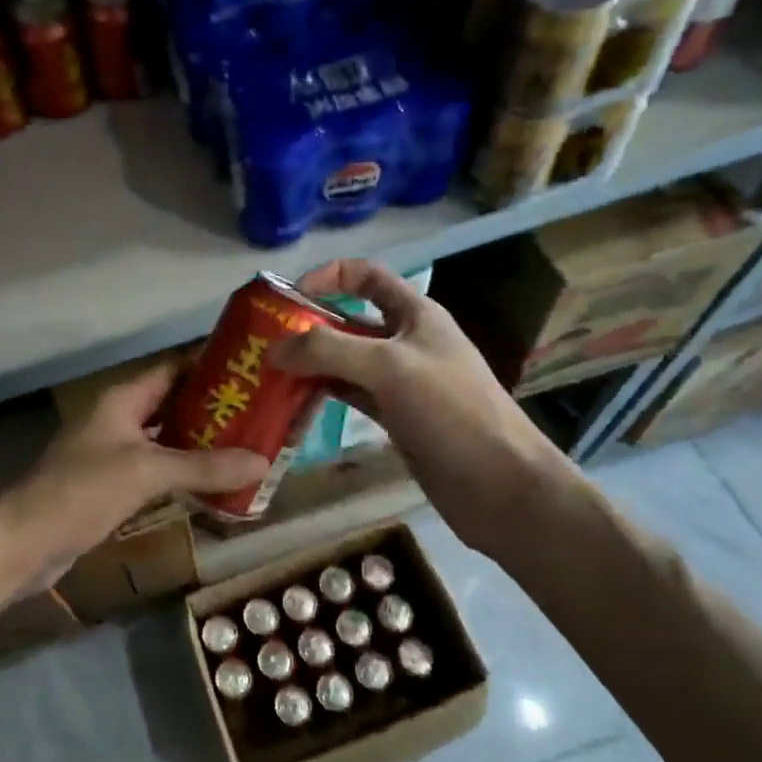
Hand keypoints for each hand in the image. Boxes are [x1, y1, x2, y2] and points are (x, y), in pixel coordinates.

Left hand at [0, 362, 269, 605]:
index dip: (210, 367)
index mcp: (123, 399)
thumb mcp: (146, 472)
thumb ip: (203, 467)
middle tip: (263, 417)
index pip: (173, 368)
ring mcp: (115, 454)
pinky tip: (217, 486)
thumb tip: (262, 461)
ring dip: (204, 445)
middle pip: (175, 405)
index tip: (253, 373)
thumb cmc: (81, 491)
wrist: (23, 544)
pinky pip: (158, 472)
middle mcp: (120, 419)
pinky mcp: (114, 487)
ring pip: (168, 441)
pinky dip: (185, 475)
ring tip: (251, 449)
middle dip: (215, 410)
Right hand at [269, 259, 577, 556]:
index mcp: (415, 314)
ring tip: (268, 374)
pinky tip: (294, 402)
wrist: (499, 485)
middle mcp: (406, 341)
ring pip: (345, 361)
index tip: (288, 298)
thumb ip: (328, 350)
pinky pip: (350, 394)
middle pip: (349, 320)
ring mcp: (400, 382)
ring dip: (311, 364)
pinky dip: (323, 394)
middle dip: (308, 326)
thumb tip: (274, 349)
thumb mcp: (388, 367)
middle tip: (262, 344)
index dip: (328, 277)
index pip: (366, 276)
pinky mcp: (395, 417)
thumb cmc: (451, 411)